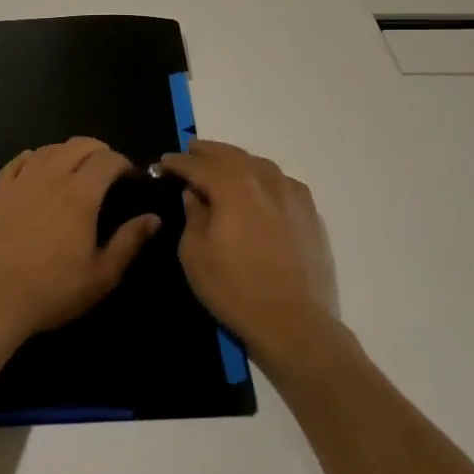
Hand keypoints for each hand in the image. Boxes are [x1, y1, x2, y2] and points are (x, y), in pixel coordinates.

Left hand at [0, 138, 161, 348]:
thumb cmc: (52, 290)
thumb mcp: (102, 274)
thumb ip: (130, 241)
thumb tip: (154, 218)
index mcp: (81, 194)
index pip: (108, 159)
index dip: (124, 163)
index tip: (131, 178)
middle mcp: (51, 177)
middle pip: (79, 145)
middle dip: (99, 150)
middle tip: (108, 170)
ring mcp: (21, 182)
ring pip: (49, 149)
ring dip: (68, 151)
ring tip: (76, 168)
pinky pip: (17, 162)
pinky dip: (33, 157)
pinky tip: (37, 166)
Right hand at [155, 140, 339, 369]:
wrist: (295, 322)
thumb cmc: (235, 289)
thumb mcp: (195, 254)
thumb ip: (193, 216)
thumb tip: (195, 195)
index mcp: (232, 185)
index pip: (197, 165)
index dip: (177, 163)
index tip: (162, 163)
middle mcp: (264, 178)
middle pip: (230, 155)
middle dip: (206, 152)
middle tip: (190, 152)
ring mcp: (291, 193)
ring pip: (258, 164)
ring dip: (236, 161)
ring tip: (221, 166)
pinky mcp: (310, 211)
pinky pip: (280, 182)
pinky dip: (263, 177)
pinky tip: (258, 188)